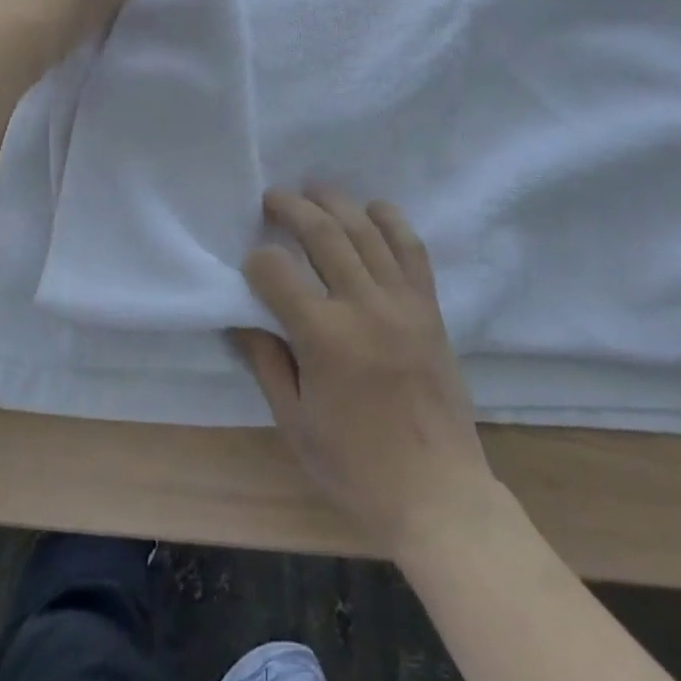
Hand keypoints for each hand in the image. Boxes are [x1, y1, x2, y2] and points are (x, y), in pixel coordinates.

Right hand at [235, 188, 498, 558]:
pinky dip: (391, 220)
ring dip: (336, 201)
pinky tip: (372, 207)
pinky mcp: (428, 306)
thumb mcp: (294, 422)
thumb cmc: (356, 467)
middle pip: (323, 234)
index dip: (256, 262)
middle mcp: (364, 306)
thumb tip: (242, 317)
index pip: (278, 273)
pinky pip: (411, 248)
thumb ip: (266, 361)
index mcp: (325, 337)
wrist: (437, 493)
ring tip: (314, 188)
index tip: (249, 264)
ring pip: (366, 230)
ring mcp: (402, 301)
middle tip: (272, 197)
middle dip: (292, 208)